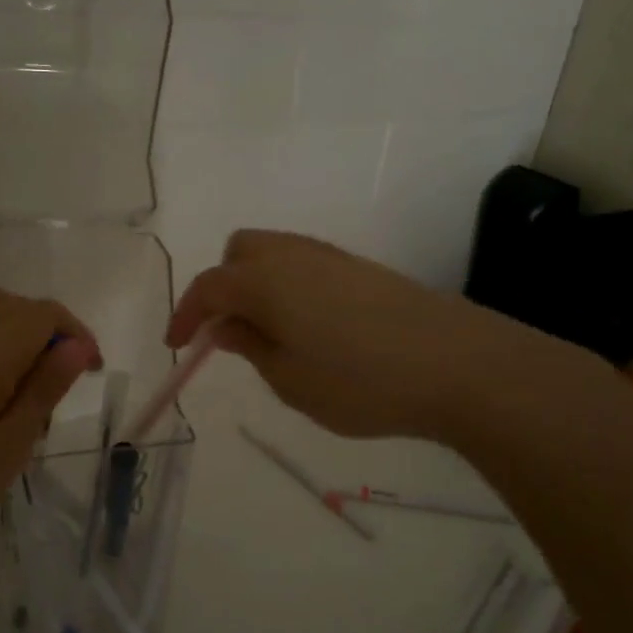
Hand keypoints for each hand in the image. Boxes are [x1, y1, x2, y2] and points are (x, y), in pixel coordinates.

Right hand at [167, 229, 533, 442]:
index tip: (176, 346)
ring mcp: (332, 257)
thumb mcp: (289, 379)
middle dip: (222, 285)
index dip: (185, 314)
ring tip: (267, 333)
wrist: (456, 364)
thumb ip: (249, 345)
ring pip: (275, 254)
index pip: (209, 286)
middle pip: (240, 251)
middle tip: (227, 330)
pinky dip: (288, 287)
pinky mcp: (362, 269)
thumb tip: (223, 325)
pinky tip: (309, 327)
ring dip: (256, 284)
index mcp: (264, 279)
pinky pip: (305, 265)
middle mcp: (293, 255)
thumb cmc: (359, 380)